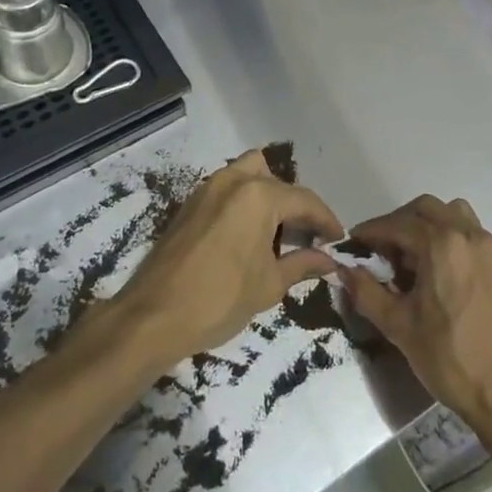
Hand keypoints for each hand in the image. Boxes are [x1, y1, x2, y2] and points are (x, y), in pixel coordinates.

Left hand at [112, 149, 340, 367]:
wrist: (153, 316)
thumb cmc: (219, 299)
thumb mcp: (269, 285)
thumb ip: (302, 265)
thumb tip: (330, 261)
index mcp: (258, 195)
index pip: (304, 200)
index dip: (326, 220)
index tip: (338, 239)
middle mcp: (233, 181)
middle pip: (275, 179)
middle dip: (294, 204)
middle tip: (305, 235)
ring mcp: (206, 189)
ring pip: (247, 175)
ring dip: (266, 196)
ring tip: (276, 233)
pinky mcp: (189, 204)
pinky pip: (226, 190)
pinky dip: (243, 202)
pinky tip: (247, 236)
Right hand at [342, 196, 491, 443]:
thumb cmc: (450, 357)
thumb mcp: (398, 327)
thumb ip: (367, 292)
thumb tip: (344, 270)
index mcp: (441, 244)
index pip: (396, 224)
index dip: (370, 232)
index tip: (351, 245)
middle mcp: (466, 234)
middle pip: (424, 210)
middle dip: (396, 224)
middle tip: (378, 252)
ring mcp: (485, 247)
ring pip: (449, 214)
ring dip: (423, 225)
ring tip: (407, 257)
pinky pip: (465, 231)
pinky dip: (444, 235)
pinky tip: (431, 270)